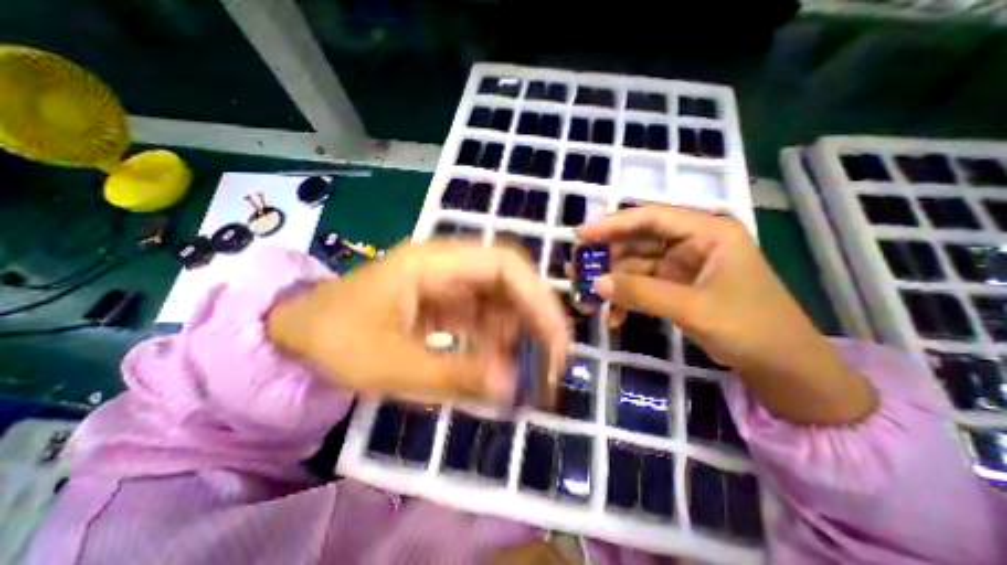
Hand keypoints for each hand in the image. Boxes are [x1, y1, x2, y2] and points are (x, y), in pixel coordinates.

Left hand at [263, 240, 569, 403]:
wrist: (297, 333)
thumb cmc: (334, 340)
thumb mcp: (389, 365)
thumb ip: (452, 374)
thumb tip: (511, 385)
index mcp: (432, 263)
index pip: (503, 265)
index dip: (538, 298)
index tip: (557, 340)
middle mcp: (447, 265)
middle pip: (509, 280)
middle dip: (535, 318)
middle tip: (551, 361)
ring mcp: (448, 282)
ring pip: (500, 300)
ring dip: (517, 334)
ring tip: (522, 372)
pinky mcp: (446, 302)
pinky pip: (484, 316)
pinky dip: (497, 340)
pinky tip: (497, 365)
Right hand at [578, 205, 878, 422]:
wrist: (783, 368)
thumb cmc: (750, 328)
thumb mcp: (692, 308)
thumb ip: (641, 292)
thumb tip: (597, 283)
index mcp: (708, 232)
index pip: (651, 217)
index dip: (613, 224)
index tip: (582, 234)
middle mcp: (693, 242)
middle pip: (639, 241)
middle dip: (609, 258)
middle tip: (580, 270)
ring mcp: (683, 266)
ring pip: (637, 265)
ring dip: (615, 284)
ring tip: (592, 300)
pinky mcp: (677, 286)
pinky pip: (643, 285)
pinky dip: (627, 299)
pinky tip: (615, 317)